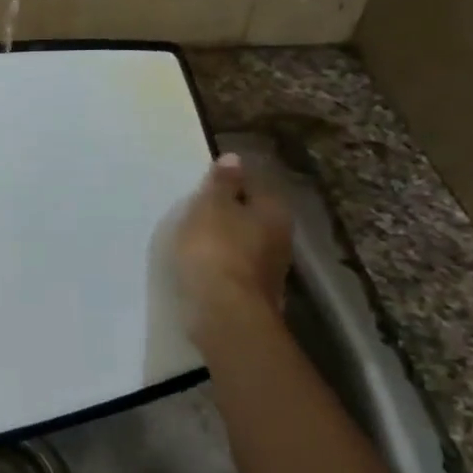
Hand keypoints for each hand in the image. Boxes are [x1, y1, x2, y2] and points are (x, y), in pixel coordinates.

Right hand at [175, 153, 293, 338]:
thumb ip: (222, 183)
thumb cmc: (215, 250)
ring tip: (193, 237)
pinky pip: (234, 268)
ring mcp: (269, 269)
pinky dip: (220, 264)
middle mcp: (280, 238)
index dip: (230, 181)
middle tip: (197, 209)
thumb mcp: (211, 207)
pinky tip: (200, 265)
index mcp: (273, 211)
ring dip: (224, 240)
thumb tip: (234, 158)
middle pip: (252, 216)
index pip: (254, 184)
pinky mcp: (253, 294)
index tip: (205, 184)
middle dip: (229, 212)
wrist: (224, 313)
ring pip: (244, 243)